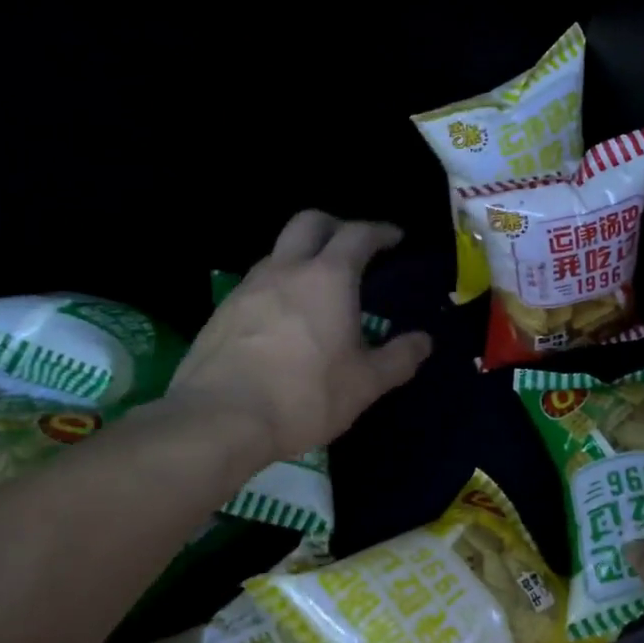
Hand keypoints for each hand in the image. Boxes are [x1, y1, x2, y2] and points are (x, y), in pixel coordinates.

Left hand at [164, 211, 433, 462]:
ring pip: (279, 251)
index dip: (380, 232)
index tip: (395, 238)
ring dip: (303, 256)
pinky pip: (257, 282)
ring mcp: (248, 287)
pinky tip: (284, 319)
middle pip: (310, 222)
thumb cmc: (304, 396)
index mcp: (328, 278)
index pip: (358, 235)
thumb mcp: (365, 384)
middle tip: (354, 248)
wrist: (219, 419)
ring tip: (319, 287)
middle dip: (336, 226)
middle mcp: (286, 270)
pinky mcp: (223, 311)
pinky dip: (279, 285)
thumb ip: (399, 358)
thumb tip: (424, 340)